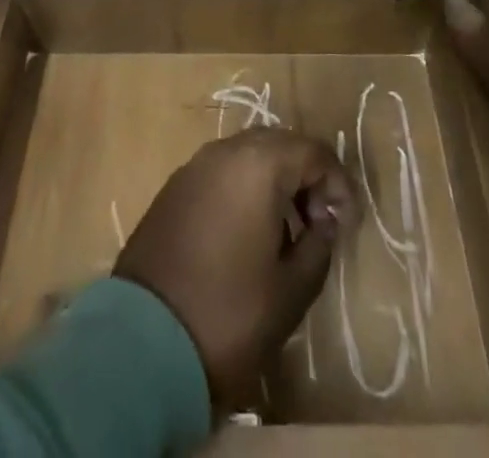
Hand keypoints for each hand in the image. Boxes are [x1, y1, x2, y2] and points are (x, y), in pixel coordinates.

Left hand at [115, 129, 355, 408]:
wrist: (141, 343)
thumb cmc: (228, 315)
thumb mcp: (291, 290)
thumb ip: (318, 246)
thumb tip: (325, 222)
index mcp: (259, 164)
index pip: (314, 152)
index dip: (338, 185)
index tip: (346, 226)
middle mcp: (226, 151)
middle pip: (281, 145)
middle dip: (306, 178)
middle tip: (318, 224)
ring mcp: (194, 166)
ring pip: (249, 155)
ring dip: (275, 182)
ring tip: (286, 233)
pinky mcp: (173, 188)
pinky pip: (222, 173)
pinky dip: (244, 190)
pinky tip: (247, 235)